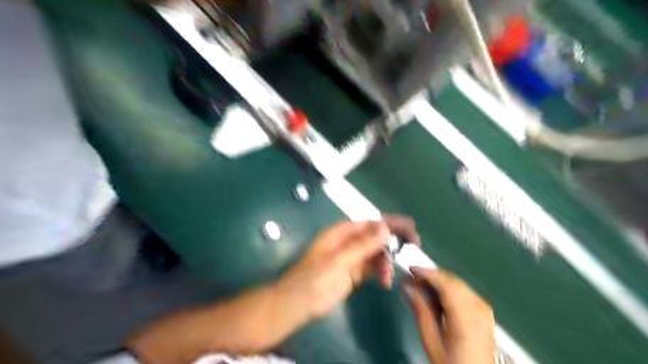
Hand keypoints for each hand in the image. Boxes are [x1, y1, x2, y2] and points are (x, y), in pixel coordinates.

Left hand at [272, 216, 419, 320]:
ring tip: (387, 278)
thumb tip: (385, 227)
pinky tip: (385, 282)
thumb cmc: (313, 280)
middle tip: (414, 245)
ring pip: (375, 253)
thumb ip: (362, 245)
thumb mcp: (339, 261)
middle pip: (375, 236)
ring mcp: (350, 258)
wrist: (296, 305)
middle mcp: (347, 242)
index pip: (370, 223)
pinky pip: (372, 268)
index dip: (390, 223)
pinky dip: (380, 272)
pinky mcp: (352, 273)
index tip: (411, 226)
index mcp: (341, 233)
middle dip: (392, 241)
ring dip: (386, 262)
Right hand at [404, 268, 497, 363]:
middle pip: (451, 280)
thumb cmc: (451, 362)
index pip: (445, 283)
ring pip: (457, 284)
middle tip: (411, 280)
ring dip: (438, 282)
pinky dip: (448, 289)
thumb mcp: (431, 338)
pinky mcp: (484, 312)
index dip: (426, 272)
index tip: (410, 269)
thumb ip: (420, 309)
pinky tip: (436, 295)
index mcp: (466, 315)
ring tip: (420, 287)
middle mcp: (478, 307)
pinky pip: (463, 291)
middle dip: (430, 276)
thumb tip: (407, 286)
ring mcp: (484, 309)